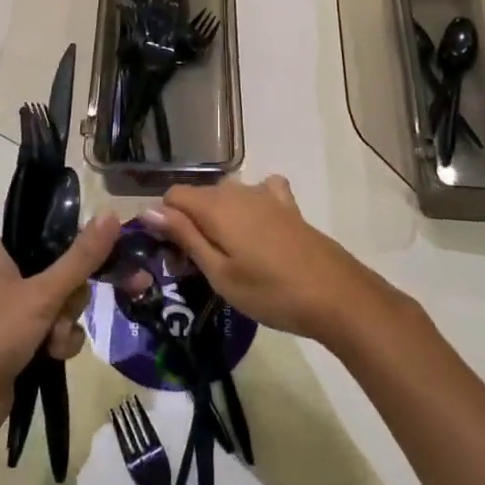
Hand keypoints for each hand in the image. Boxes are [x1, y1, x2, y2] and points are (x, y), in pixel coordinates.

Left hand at [0, 213, 119, 461]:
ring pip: (64, 305)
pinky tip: (52, 357)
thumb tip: (111, 214)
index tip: (105, 262)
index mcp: (3, 253)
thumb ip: (81, 258)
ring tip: (53, 344)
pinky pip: (57, 332)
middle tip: (62, 313)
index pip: (54, 236)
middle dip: (71, 300)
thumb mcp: (41, 294)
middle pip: (65, 274)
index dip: (80, 250)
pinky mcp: (22, 342)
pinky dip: (60, 344)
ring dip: (66, 326)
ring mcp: (15, 312)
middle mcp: (9, 277)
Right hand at [148, 177, 379, 344]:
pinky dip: (250, 205)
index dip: (165, 222)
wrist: (335, 294)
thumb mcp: (219, 273)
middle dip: (189, 223)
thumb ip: (185, 237)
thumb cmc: (270, 291)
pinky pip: (259, 192)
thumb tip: (149, 211)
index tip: (172, 255)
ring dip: (218, 218)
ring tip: (227, 257)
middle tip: (197, 266)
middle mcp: (237, 190)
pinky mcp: (287, 205)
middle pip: (199, 196)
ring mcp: (265, 195)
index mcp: (215, 206)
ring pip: (226, 195)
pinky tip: (257, 228)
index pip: (172, 196)